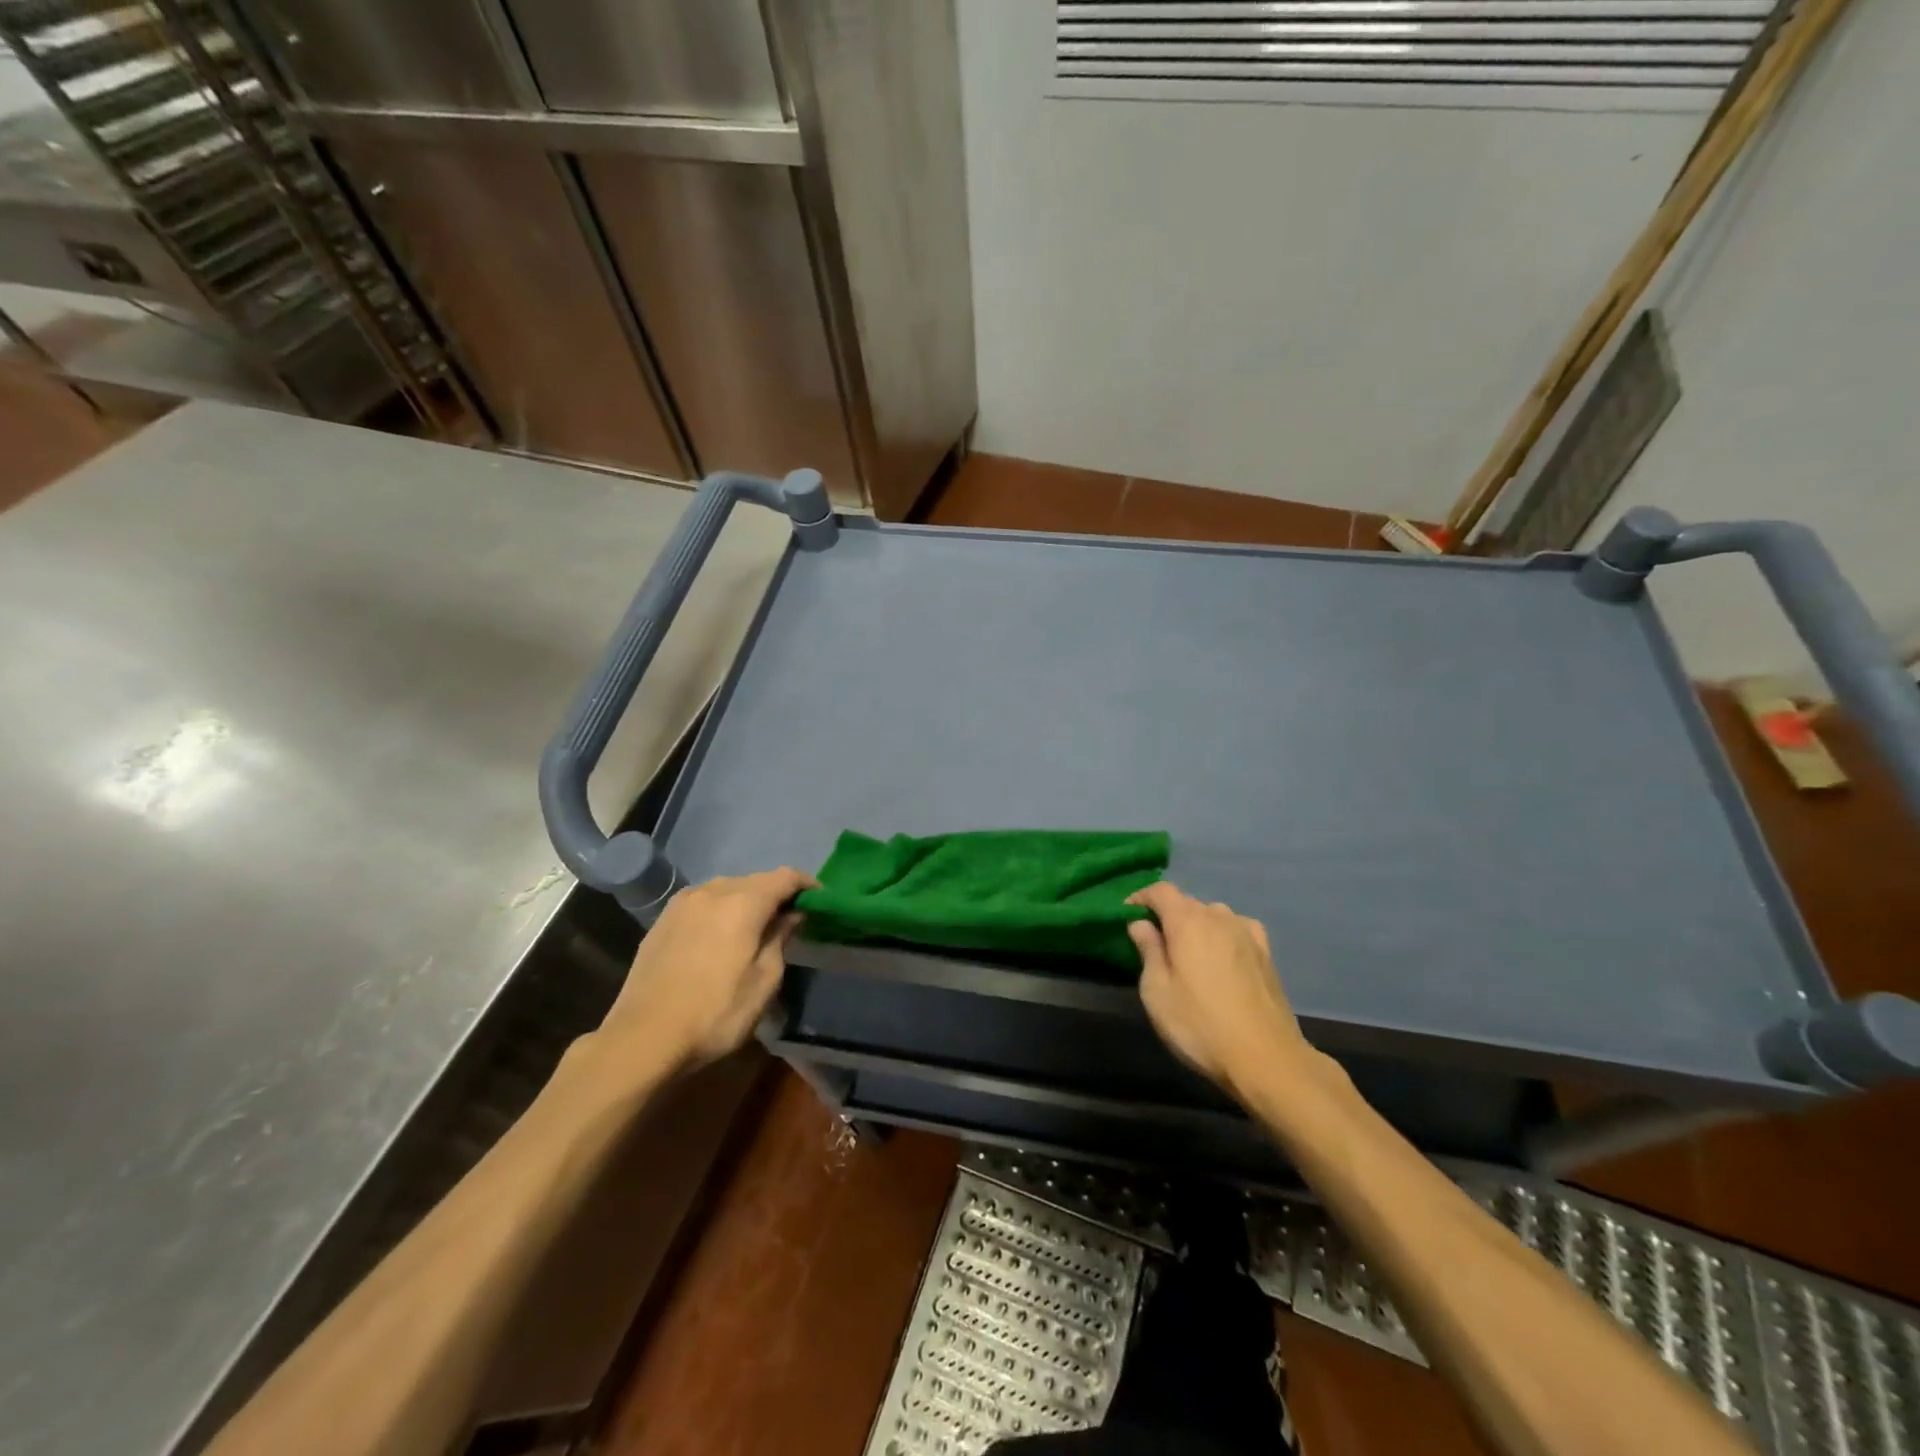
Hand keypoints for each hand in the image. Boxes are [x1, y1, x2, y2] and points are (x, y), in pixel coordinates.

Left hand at [597, 867, 814, 1073]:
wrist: (642, 1038)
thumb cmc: (715, 1013)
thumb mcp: (763, 982)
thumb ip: (780, 939)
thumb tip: (791, 915)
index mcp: (743, 903)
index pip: (785, 877)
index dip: (806, 885)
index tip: (819, 901)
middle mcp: (713, 891)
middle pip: (756, 880)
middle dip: (776, 894)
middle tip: (790, 919)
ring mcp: (683, 903)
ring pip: (726, 889)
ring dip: (746, 900)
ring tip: (754, 927)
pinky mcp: (662, 920)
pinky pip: (702, 902)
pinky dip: (720, 909)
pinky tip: (719, 935)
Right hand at [1127, 882, 1318, 1099]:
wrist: (1266, 1058)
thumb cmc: (1200, 1025)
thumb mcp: (1157, 992)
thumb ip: (1148, 950)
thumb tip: (1140, 924)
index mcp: (1187, 921)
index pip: (1160, 891)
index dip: (1141, 898)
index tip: (1126, 916)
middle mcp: (1218, 917)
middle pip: (1186, 903)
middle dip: (1167, 916)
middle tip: (1154, 943)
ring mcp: (1247, 933)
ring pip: (1213, 916)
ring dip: (1196, 926)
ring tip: (1188, 953)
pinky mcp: (1266, 953)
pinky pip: (1236, 929)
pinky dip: (1223, 934)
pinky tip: (1222, 955)